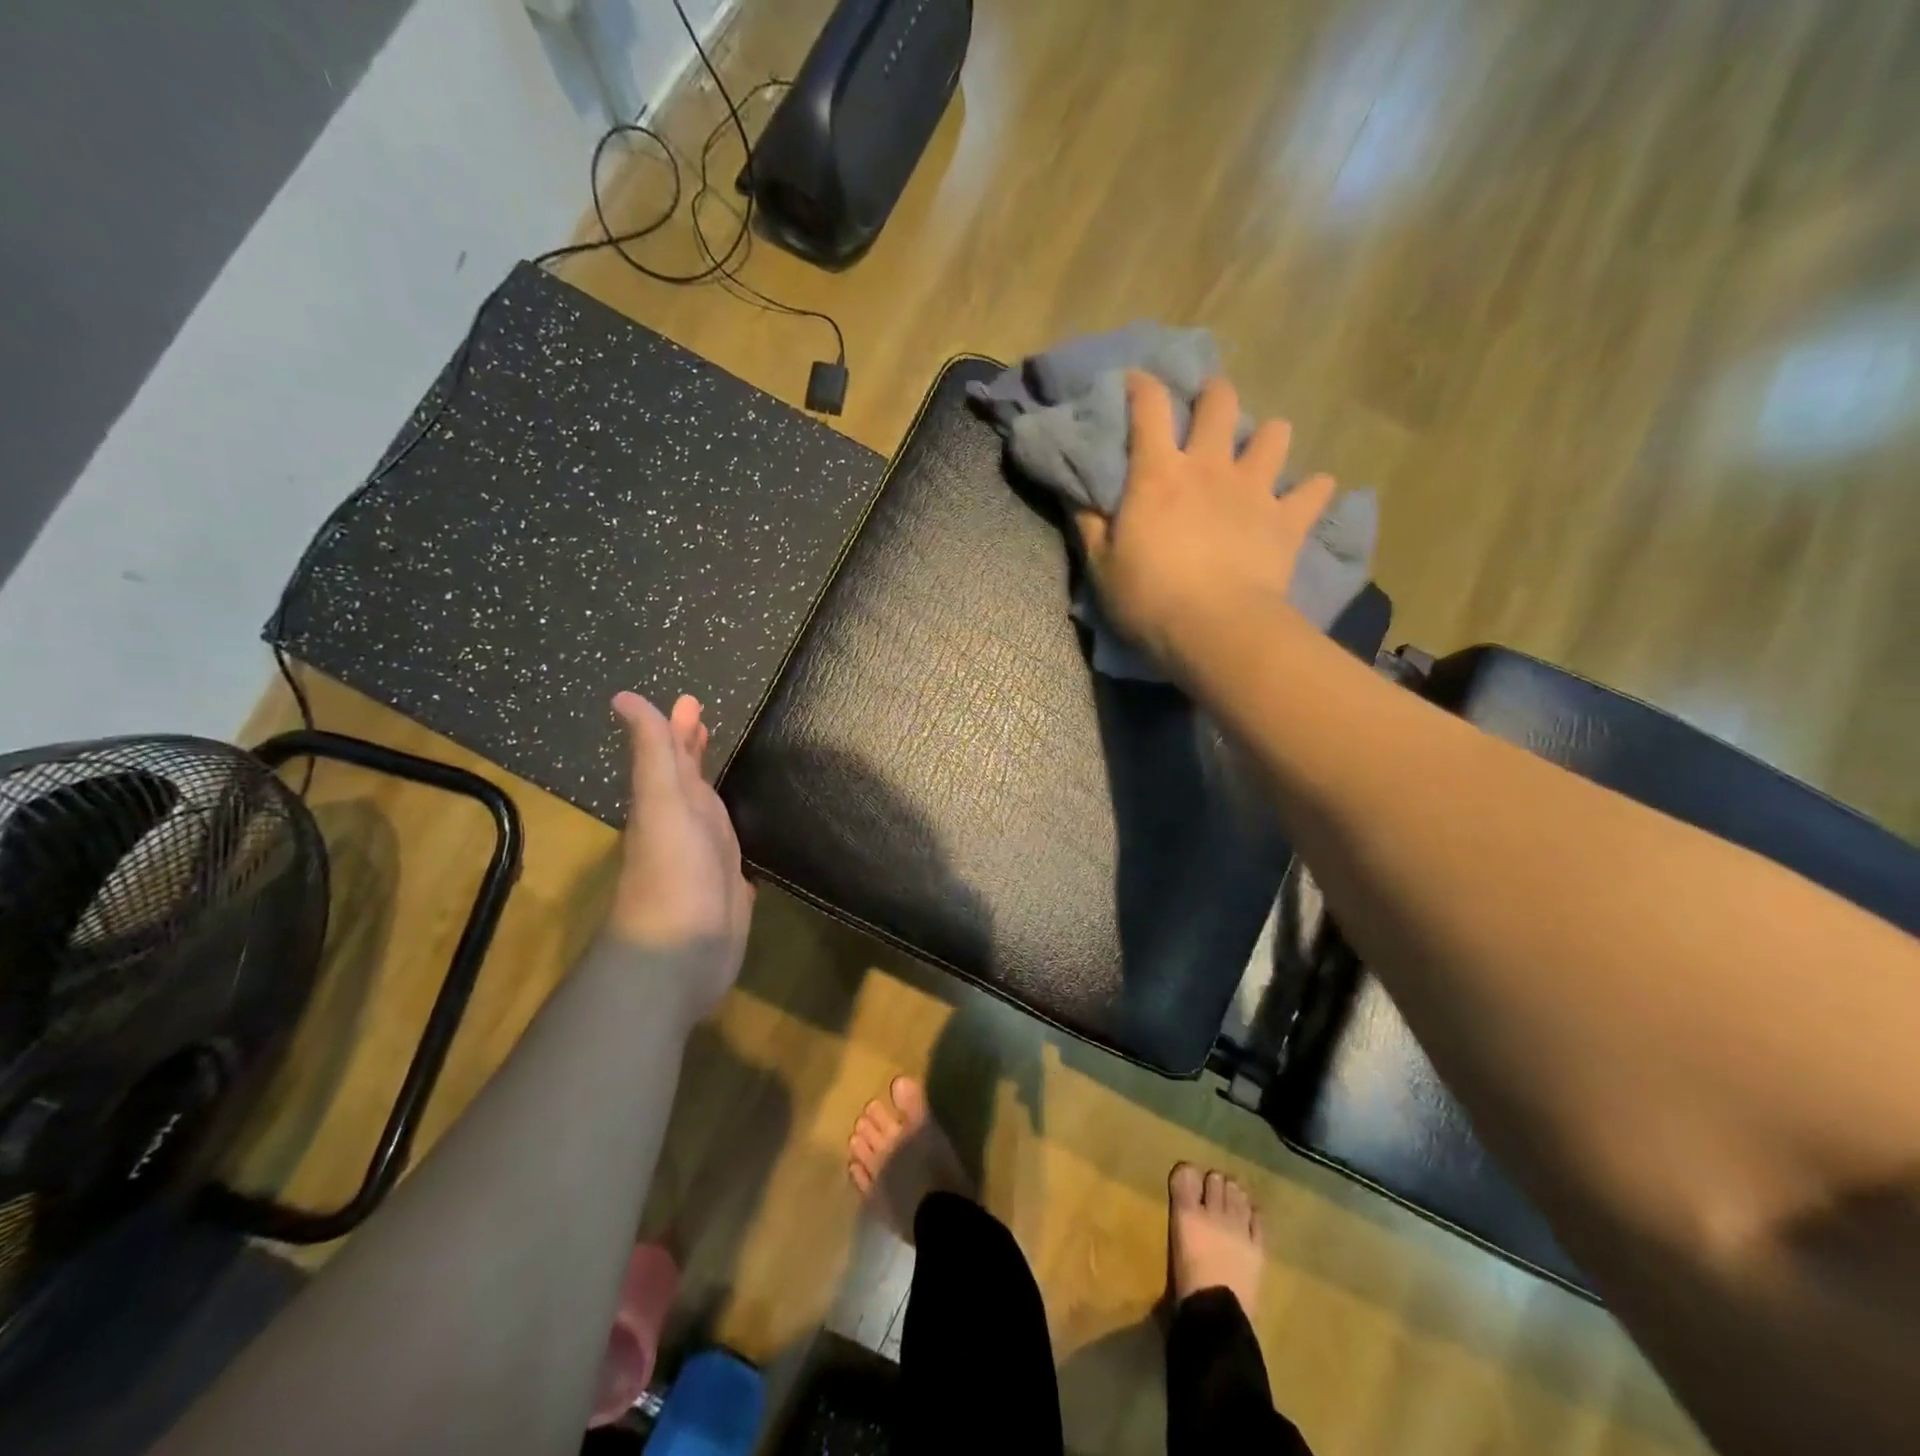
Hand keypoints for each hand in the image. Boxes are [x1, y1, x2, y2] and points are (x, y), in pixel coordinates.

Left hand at [606, 691, 753, 1015]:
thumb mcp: (662, 803)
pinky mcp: (732, 885)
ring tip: (738, 763)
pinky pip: (736, 846)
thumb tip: (624, 696)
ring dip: (719, 786)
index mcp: (670, 802)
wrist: (681, 954)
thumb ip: (653, 753)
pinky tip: (755, 827)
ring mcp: (709, 856)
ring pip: (713, 810)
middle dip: (696, 750)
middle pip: (692, 778)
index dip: (678, 728)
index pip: (672, 755)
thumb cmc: (673, 873)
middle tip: (708, 719)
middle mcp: (687, 825)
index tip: (691, 700)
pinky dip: (742, 830)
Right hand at [1076, 372, 1336, 672]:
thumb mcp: (1102, 567)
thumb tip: (1080, 496)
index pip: (1149, 407)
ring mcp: (1255, 490)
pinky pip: (1314, 490)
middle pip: (1220, 402)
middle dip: (1213, 395)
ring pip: (1275, 434)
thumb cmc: (1148, 598)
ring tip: (1257, 455)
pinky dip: (1311, 490)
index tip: (1136, 382)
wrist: (1215, 630)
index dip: (1142, 386)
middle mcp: (1210, 467)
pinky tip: (1306, 497)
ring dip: (1266, 437)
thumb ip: (1090, 526)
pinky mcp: (1288, 520)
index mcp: (1159, 473)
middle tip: (1206, 409)